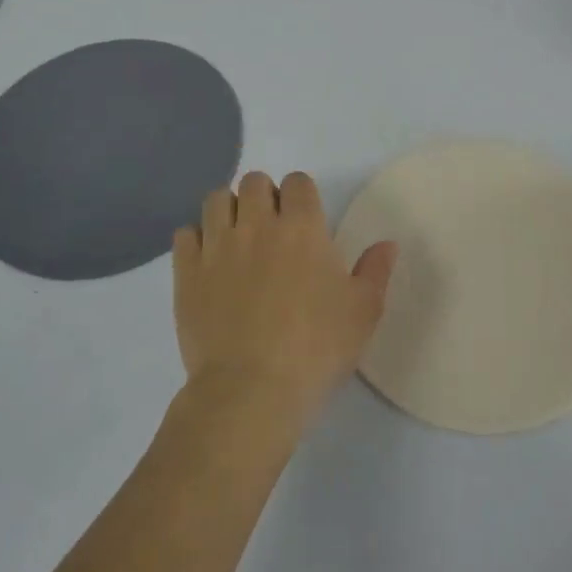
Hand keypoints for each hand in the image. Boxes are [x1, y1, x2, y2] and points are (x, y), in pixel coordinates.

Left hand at [173, 171, 396, 436]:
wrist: (251, 390)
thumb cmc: (316, 349)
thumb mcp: (363, 312)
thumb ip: (375, 271)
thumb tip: (387, 244)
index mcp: (303, 228)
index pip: (297, 182)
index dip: (301, 195)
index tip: (305, 219)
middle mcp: (257, 225)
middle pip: (254, 181)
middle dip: (264, 196)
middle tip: (271, 228)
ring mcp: (218, 247)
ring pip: (216, 200)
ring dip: (229, 210)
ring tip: (237, 237)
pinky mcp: (187, 273)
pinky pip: (185, 234)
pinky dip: (197, 239)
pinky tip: (208, 261)